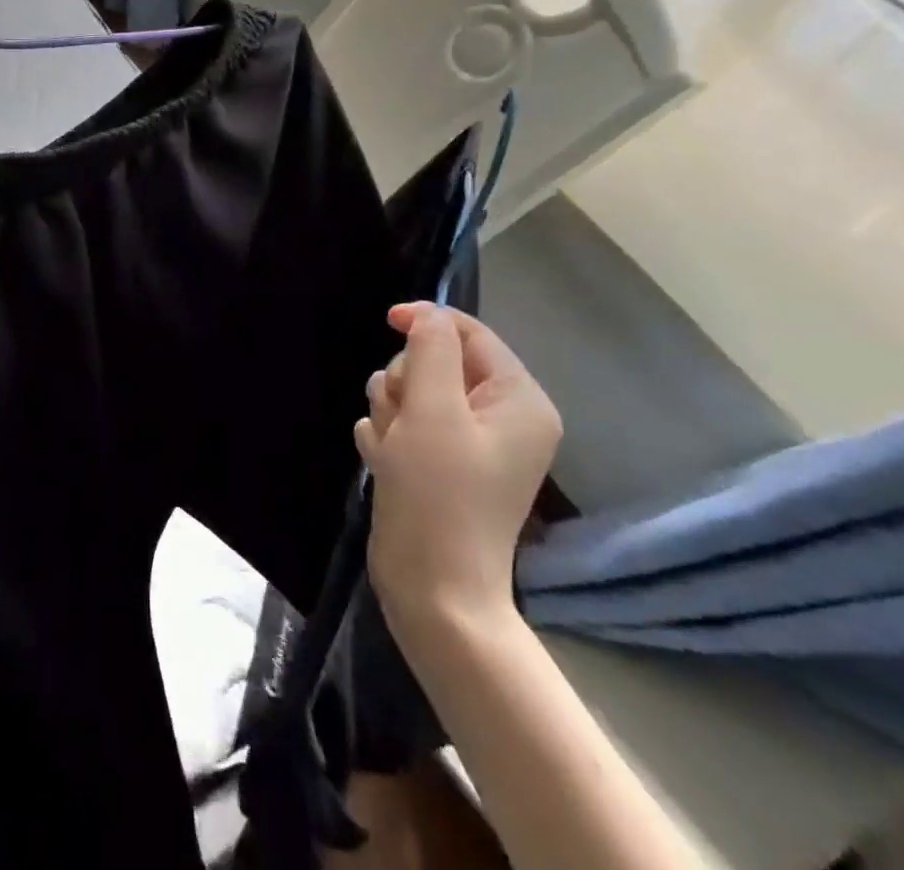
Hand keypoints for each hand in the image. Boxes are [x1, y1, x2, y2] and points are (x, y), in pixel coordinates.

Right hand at [355, 303, 561, 643]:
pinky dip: (387, 437)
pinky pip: (401, 424)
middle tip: (402, 418)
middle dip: (406, 382)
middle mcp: (499, 418)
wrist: (432, 590)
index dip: (428, 321)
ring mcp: (468, 444)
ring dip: (390, 412)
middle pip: (436, 362)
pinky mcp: (438, 465)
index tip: (386, 321)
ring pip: (411, 392)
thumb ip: (431, 349)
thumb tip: (428, 314)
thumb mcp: (433, 409)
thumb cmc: (439, 494)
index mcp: (518, 400)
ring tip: (393, 449)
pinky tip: (385, 464)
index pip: (471, 334)